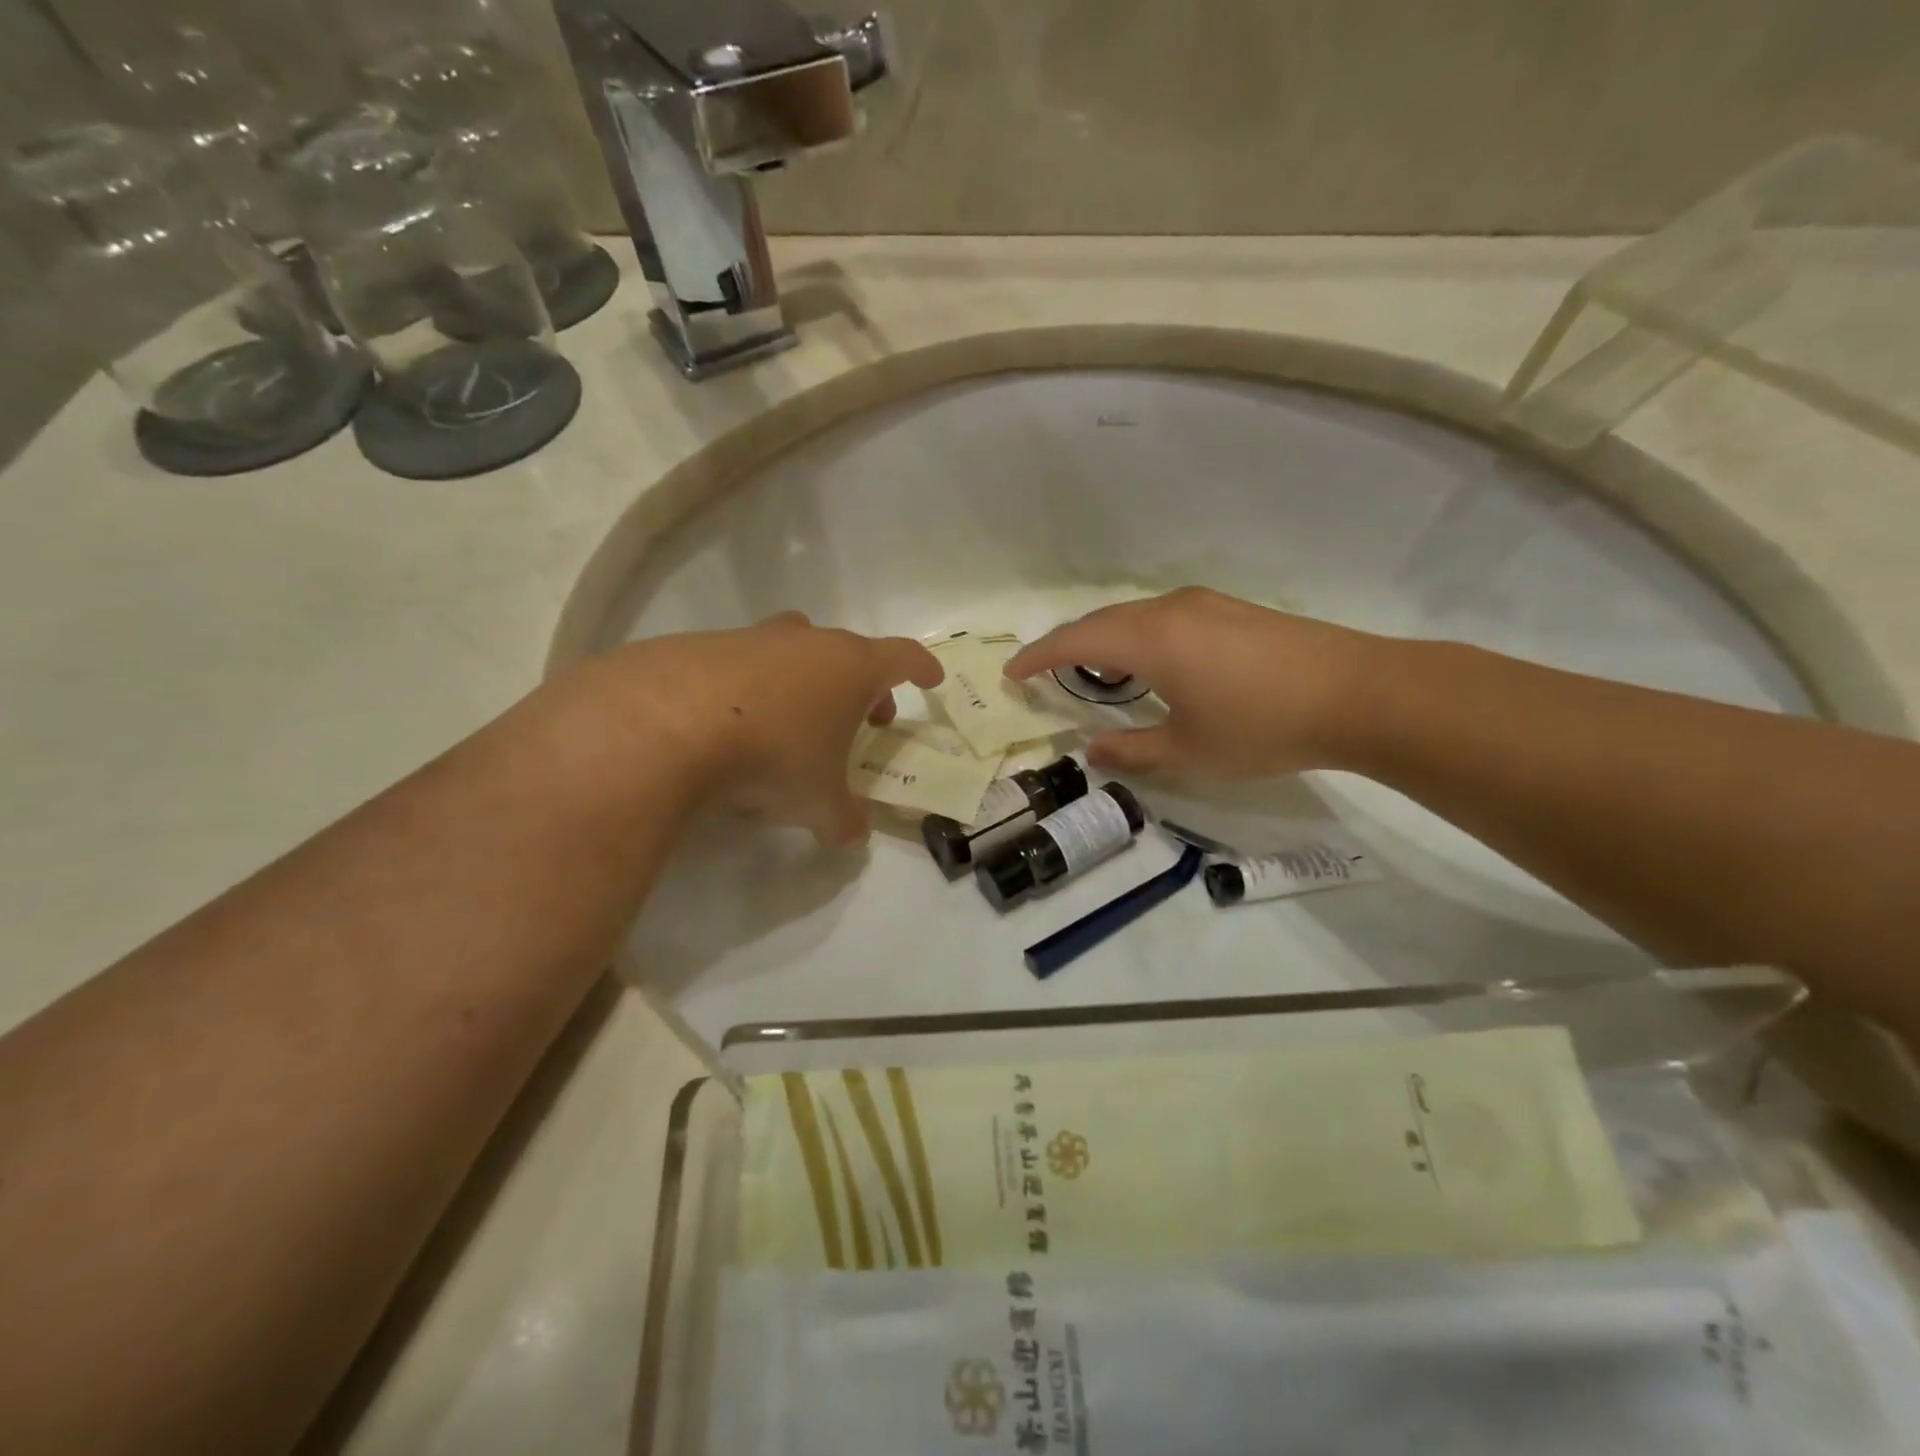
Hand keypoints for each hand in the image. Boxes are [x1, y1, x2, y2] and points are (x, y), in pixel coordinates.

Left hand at [567, 613, 943, 844]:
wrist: (664, 725)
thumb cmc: (771, 757)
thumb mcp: (818, 802)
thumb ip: (843, 820)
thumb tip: (852, 836)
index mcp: (850, 668)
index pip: (902, 657)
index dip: (921, 668)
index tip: (930, 680)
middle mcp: (805, 643)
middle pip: (848, 652)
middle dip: (861, 684)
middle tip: (861, 719)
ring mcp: (751, 639)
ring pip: (793, 652)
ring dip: (805, 683)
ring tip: (793, 725)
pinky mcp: (699, 647)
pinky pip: (740, 665)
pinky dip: (750, 689)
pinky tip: (732, 726)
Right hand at [1005, 588, 1396, 778]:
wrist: (1359, 693)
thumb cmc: (1262, 726)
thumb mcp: (1189, 751)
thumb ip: (1131, 751)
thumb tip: (1092, 750)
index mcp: (1149, 639)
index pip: (1075, 641)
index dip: (1038, 657)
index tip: (1011, 674)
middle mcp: (1169, 609)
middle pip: (1101, 622)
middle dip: (1067, 647)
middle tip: (1044, 674)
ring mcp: (1205, 604)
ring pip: (1134, 617)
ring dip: (1105, 642)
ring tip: (1094, 675)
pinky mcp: (1232, 610)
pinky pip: (1164, 618)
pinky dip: (1138, 638)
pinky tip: (1151, 665)